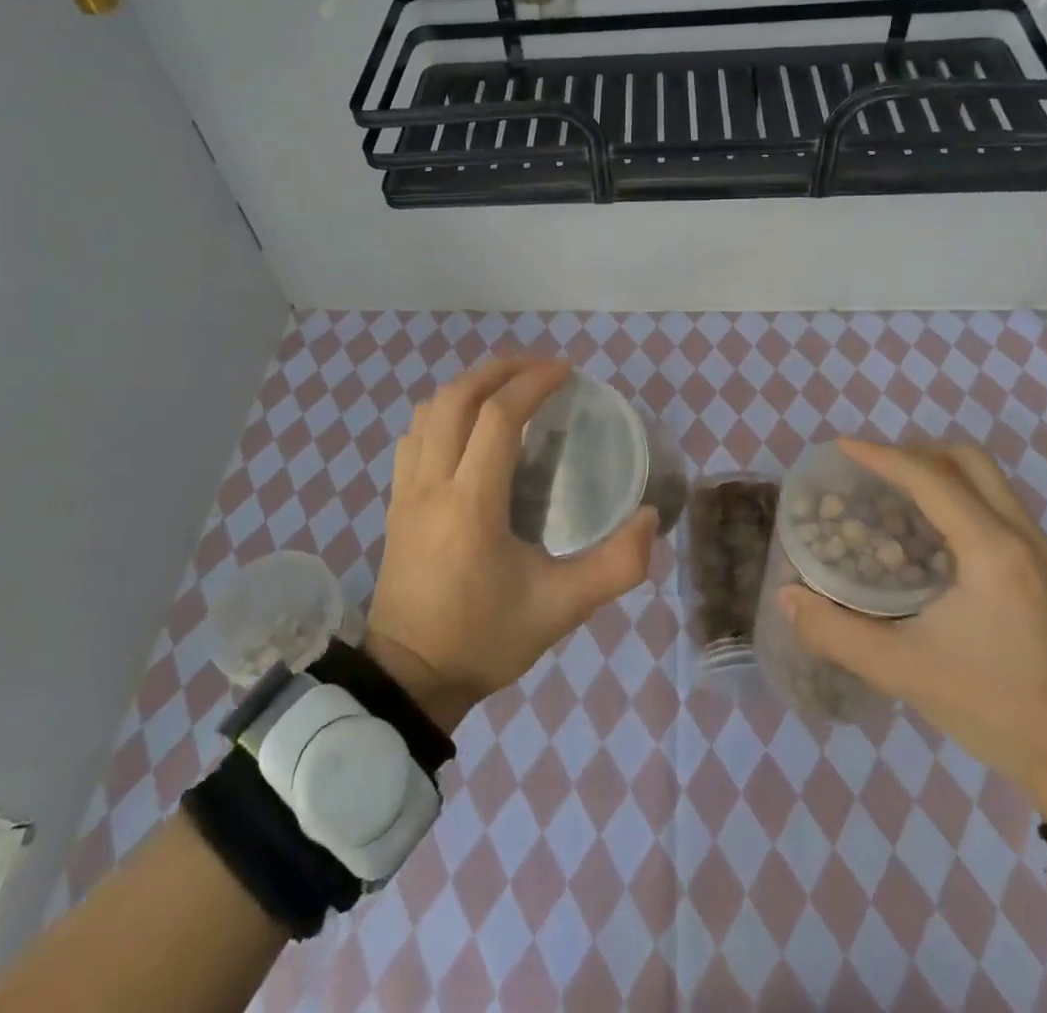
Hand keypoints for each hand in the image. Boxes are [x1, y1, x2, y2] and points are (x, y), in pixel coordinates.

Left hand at [364, 357, 656, 733]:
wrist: (410, 679)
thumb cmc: (484, 639)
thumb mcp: (561, 610)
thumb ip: (615, 566)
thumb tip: (650, 518)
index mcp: (471, 504)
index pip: (498, 417)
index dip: (533, 383)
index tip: (566, 371)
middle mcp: (432, 484)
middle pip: (456, 397)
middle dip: (500, 370)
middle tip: (540, 368)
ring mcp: (406, 491)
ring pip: (428, 411)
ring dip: (469, 386)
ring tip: (507, 388)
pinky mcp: (395, 502)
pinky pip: (413, 435)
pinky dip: (443, 412)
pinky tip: (468, 426)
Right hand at [777, 441, 1046, 819]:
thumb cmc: (994, 708)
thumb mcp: (904, 671)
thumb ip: (837, 632)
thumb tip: (788, 597)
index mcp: (992, 551)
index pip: (931, 478)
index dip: (882, 456)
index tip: (841, 448)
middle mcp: (1023, 537)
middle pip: (969, 460)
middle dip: (916, 453)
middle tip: (873, 472)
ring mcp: (1043, 553)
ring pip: (989, 481)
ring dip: (940, 474)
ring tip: (894, 497)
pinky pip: (999, 507)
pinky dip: (960, 498)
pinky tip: (930, 537)